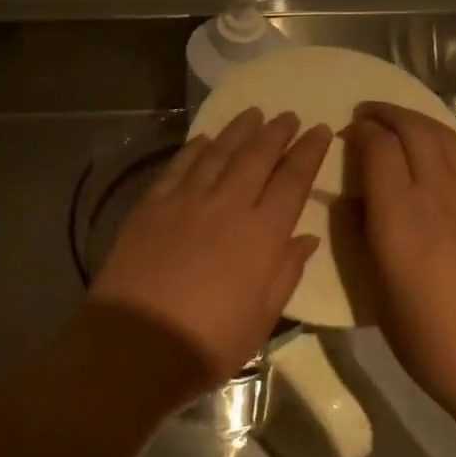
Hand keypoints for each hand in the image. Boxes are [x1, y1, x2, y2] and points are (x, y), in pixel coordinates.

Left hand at [89, 108, 330, 391]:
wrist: (135, 343)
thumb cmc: (208, 342)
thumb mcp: (261, 319)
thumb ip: (286, 272)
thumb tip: (307, 238)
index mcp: (262, 235)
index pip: (293, 181)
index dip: (309, 153)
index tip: (320, 131)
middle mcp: (227, 205)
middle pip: (257, 157)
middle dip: (277, 132)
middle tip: (289, 115)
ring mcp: (186, 200)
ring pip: (218, 152)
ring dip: (239, 130)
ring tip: (254, 113)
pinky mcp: (152, 204)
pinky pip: (179, 166)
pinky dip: (195, 147)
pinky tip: (205, 138)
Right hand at [344, 101, 455, 414]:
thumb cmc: (432, 342)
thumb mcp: (378, 297)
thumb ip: (360, 239)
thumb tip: (348, 202)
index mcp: (401, 219)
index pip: (379, 149)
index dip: (361, 132)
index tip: (348, 132)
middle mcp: (438, 196)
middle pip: (414, 130)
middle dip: (387, 113)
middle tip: (366, 114)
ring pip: (444, 138)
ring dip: (416, 121)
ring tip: (397, 123)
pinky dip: (442, 146)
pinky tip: (433, 162)